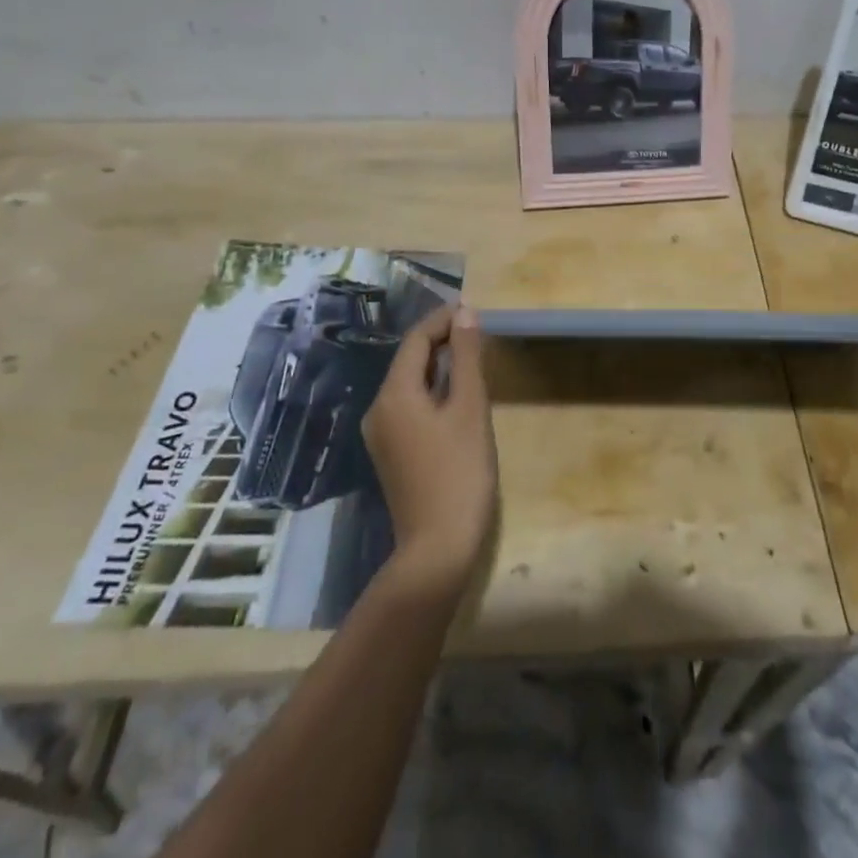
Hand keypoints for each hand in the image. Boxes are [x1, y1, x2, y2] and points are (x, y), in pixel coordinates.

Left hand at [364, 307, 496, 597]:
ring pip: (409, 384)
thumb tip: (465, 314)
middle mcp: (378, 409)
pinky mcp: (391, 453)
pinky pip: (409, 406)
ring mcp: (381, 434)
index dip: (444, 319)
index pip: (416, 339)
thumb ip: (467, 358)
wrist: (437, 549)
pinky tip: (457, 396)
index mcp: (394, 394)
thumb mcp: (470, 408)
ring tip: (473, 358)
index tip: (474, 309)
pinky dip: (432, 391)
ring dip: (439, 365)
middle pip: (409, 360)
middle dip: (442, 340)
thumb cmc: (459, 472)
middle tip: (479, 331)